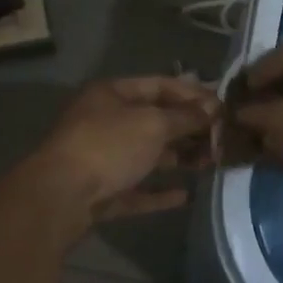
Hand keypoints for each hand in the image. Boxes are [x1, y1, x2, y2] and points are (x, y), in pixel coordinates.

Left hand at [25, 76, 218, 221]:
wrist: (59, 197)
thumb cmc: (109, 146)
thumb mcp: (154, 123)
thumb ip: (186, 117)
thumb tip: (213, 110)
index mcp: (112, 95)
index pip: (160, 85)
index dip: (192, 93)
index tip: (222, 105)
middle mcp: (105, 122)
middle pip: (155, 121)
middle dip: (189, 128)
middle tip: (222, 138)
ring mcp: (101, 159)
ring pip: (148, 155)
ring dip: (179, 159)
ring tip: (211, 164)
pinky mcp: (101, 192)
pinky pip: (136, 188)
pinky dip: (159, 192)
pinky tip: (184, 195)